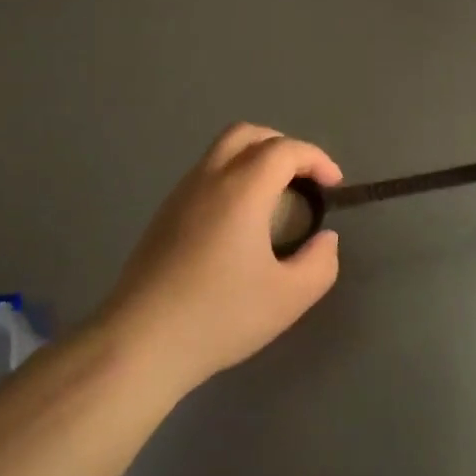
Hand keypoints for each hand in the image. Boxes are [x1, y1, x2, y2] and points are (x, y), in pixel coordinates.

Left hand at [98, 123, 342, 397]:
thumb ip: (320, 263)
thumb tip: (325, 238)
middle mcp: (209, 178)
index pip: (284, 149)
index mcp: (242, 189)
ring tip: (276, 199)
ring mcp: (180, 194)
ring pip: (221, 152)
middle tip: (303, 179)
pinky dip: (232, 178)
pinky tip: (240, 222)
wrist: (141, 341)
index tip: (334, 185)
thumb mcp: (289, 298)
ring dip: (254, 160)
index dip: (316, 158)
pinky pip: (205, 175)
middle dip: (282, 146)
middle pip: (247, 134)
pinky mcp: (163, 214)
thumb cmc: (220, 316)